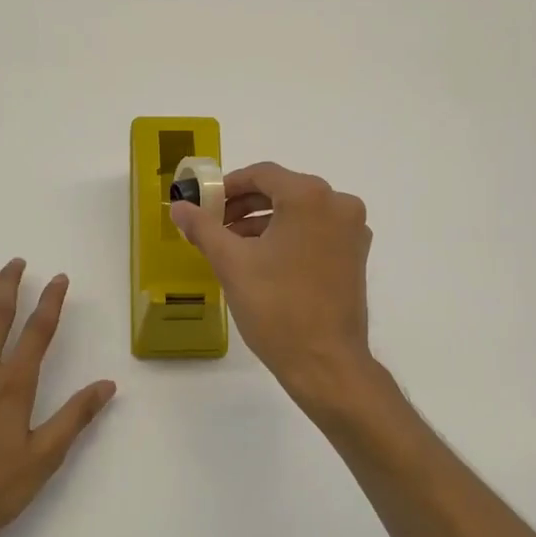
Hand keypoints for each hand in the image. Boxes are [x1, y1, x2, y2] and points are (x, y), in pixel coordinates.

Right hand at [170, 162, 375, 411]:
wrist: (325, 362)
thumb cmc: (276, 308)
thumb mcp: (232, 264)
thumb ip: (203, 228)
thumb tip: (179, 207)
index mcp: (310, 197)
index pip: (262, 174)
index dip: (229, 186)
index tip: (205, 204)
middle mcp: (339, 204)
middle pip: (283, 190)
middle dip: (245, 205)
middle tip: (215, 225)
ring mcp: (352, 231)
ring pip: (300, 212)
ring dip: (265, 222)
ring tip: (233, 245)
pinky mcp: (356, 255)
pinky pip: (316, 231)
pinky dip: (289, 236)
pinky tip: (263, 260)